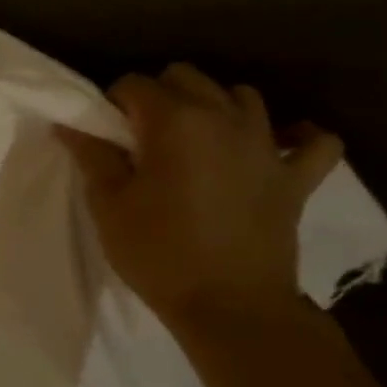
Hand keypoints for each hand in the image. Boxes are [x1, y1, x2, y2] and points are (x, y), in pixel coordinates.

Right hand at [58, 63, 342, 328]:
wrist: (231, 309)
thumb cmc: (159, 254)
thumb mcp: (109, 205)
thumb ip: (92, 155)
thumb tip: (71, 125)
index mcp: (174, 121)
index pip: (134, 84)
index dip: (113, 103)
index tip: (107, 134)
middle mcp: (223, 118)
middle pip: (186, 77)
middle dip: (160, 95)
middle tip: (145, 136)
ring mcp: (266, 146)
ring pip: (242, 95)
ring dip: (215, 105)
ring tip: (198, 138)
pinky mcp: (297, 178)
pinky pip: (315, 141)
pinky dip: (299, 136)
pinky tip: (278, 145)